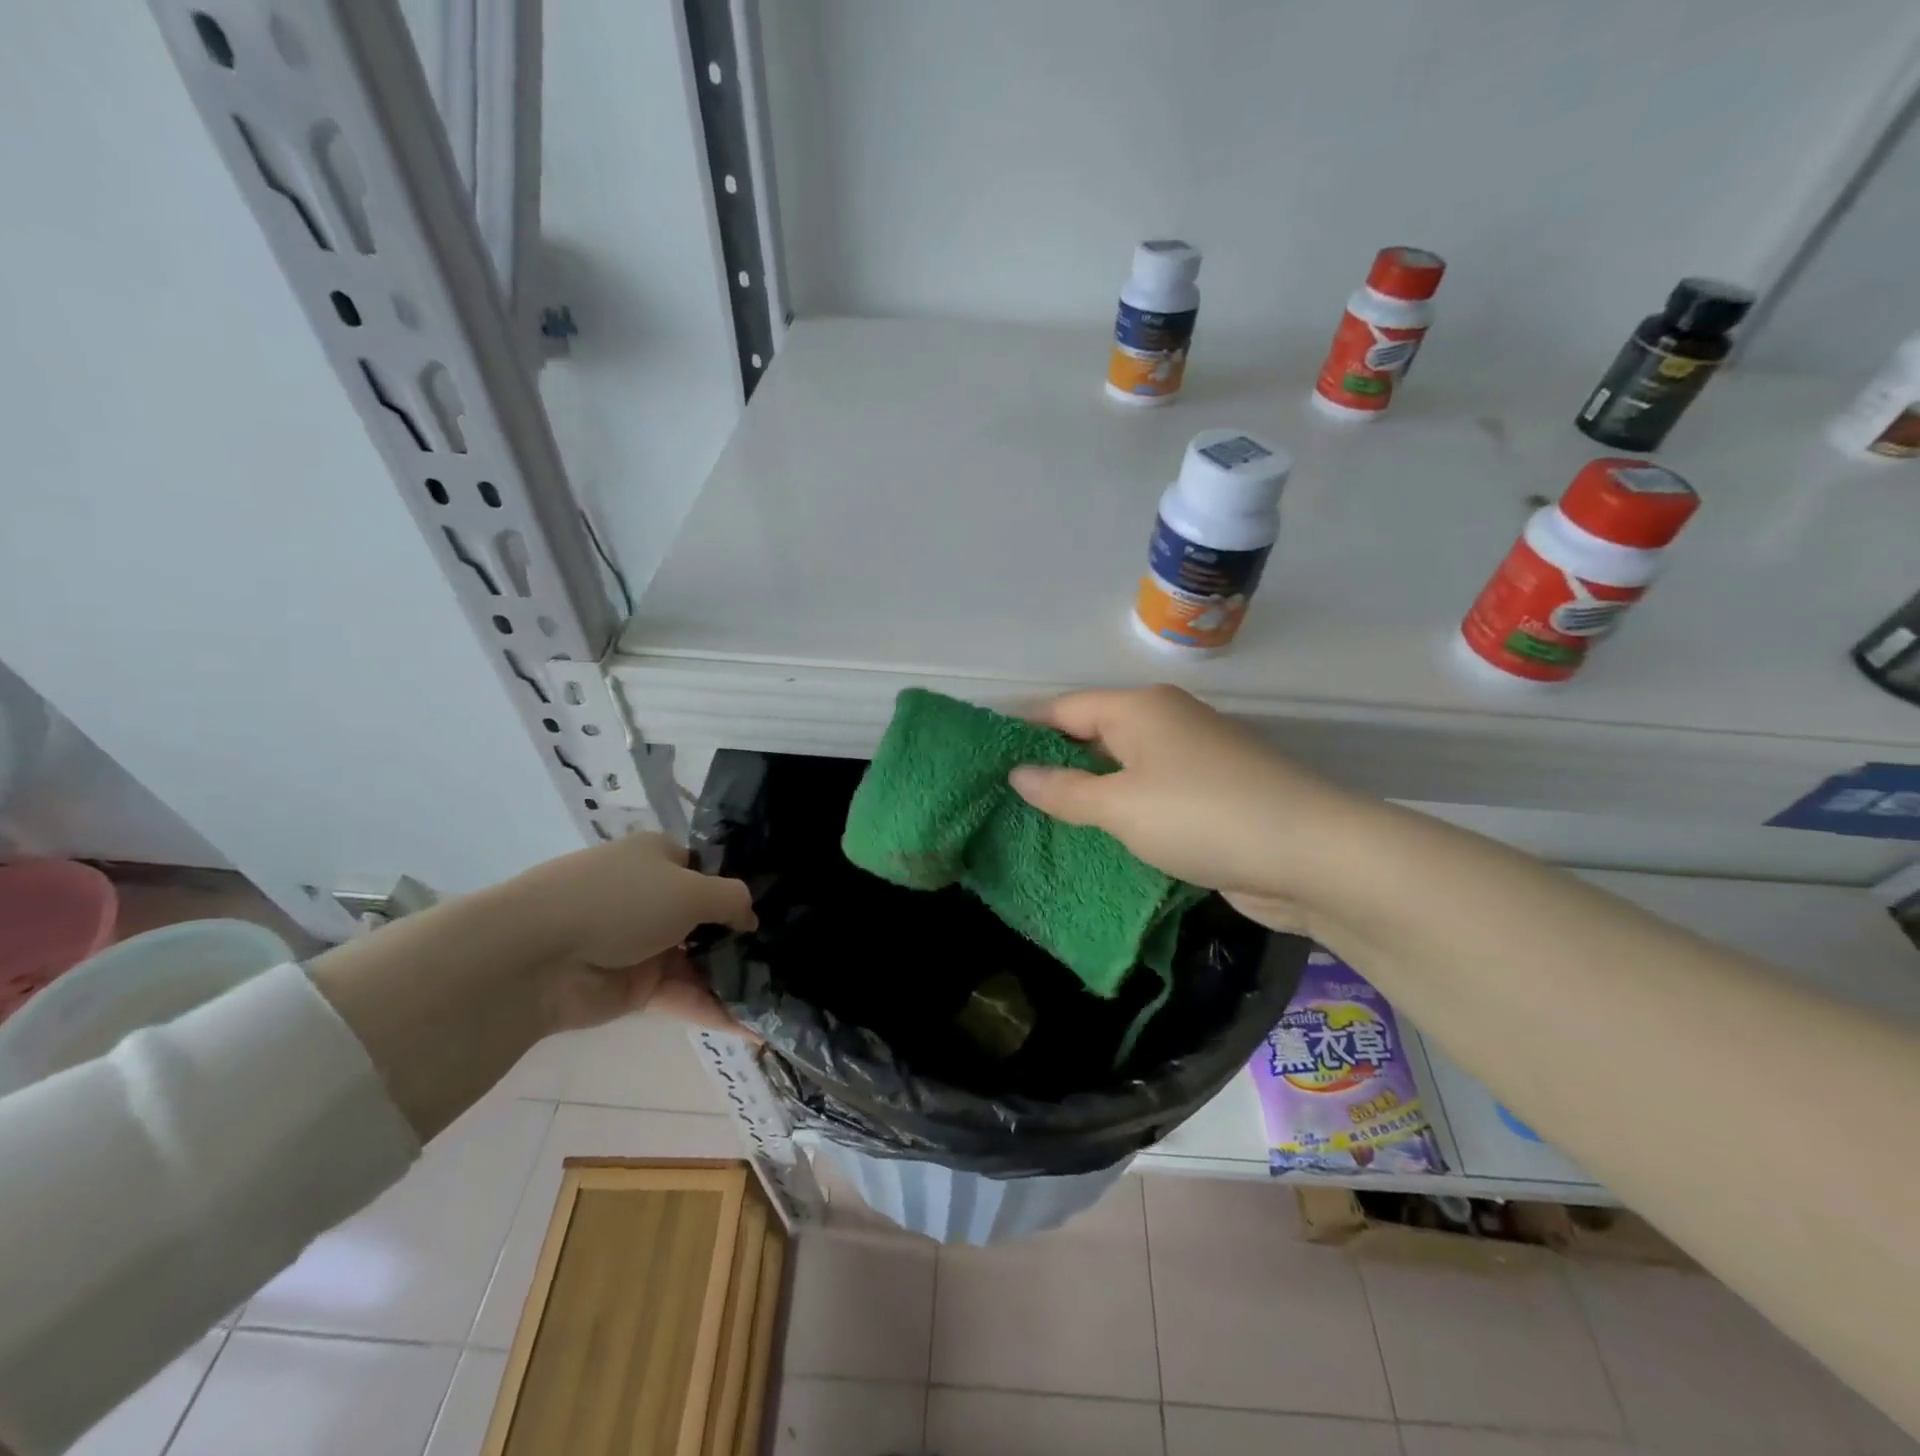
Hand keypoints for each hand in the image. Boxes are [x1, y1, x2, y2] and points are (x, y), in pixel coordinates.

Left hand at [494, 832, 755, 1034]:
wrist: (535, 957)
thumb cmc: (620, 901)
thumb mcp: (691, 889)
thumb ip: (732, 900)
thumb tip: (751, 917)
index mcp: (660, 858)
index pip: (709, 870)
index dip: (739, 888)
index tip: (778, 909)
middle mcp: (653, 896)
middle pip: (707, 918)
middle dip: (742, 937)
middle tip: (787, 955)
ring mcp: (643, 943)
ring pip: (698, 960)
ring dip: (733, 978)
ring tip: (780, 995)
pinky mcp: (634, 987)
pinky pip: (683, 994)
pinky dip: (714, 1009)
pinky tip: (753, 1028)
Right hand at [1007, 685, 1354, 932]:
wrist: (1311, 854)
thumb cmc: (1201, 816)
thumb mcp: (1119, 806)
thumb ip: (1064, 791)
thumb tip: (1017, 774)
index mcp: (1140, 709)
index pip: (1065, 709)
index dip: (1024, 730)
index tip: (986, 757)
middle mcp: (1165, 723)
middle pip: (1093, 735)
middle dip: (1052, 764)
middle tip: (1003, 796)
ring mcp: (1192, 759)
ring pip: (1122, 769)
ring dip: (1087, 793)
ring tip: (1038, 820)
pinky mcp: (1211, 796)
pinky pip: (1149, 796)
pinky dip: (1121, 812)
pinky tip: (1096, 838)